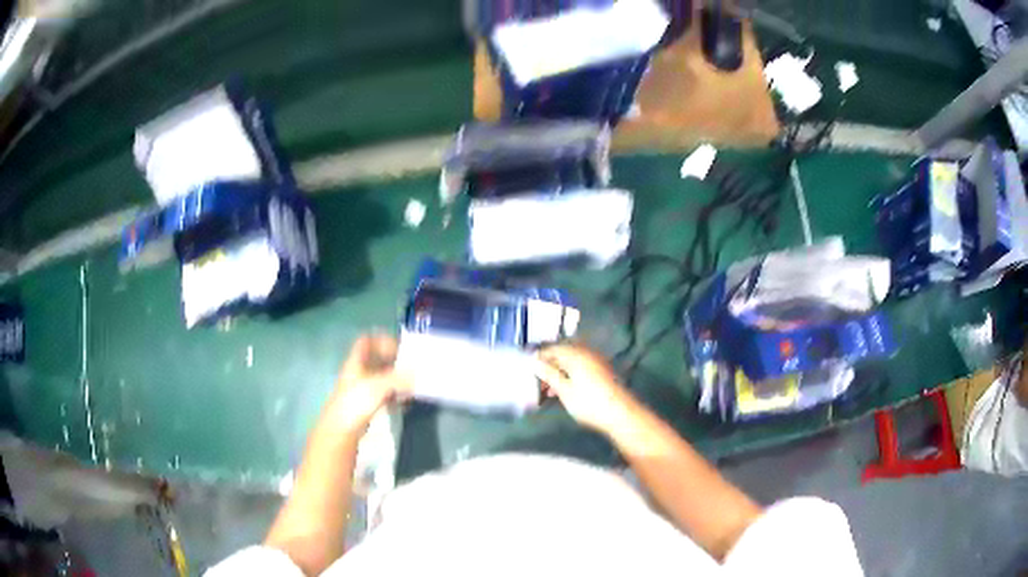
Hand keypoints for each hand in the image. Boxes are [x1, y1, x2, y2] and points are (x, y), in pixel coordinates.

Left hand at [324, 335, 408, 434]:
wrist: (341, 430)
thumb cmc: (355, 403)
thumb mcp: (378, 386)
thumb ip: (398, 378)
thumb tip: (417, 374)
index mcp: (356, 362)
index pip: (366, 341)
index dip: (381, 340)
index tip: (399, 347)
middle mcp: (358, 373)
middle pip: (376, 359)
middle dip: (394, 361)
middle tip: (412, 365)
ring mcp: (362, 389)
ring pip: (382, 378)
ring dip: (397, 379)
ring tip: (413, 384)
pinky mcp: (366, 405)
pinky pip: (384, 394)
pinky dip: (395, 395)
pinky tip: (406, 402)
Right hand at [535, 344, 637, 433]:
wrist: (620, 414)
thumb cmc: (589, 402)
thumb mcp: (565, 390)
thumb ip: (549, 375)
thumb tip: (534, 362)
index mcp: (576, 355)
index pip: (553, 349)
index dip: (539, 357)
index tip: (528, 368)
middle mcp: (587, 354)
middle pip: (563, 355)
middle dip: (549, 367)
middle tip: (537, 381)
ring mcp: (596, 363)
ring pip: (571, 364)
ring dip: (558, 374)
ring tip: (547, 391)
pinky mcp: (601, 373)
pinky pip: (580, 369)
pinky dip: (569, 377)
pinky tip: (563, 391)